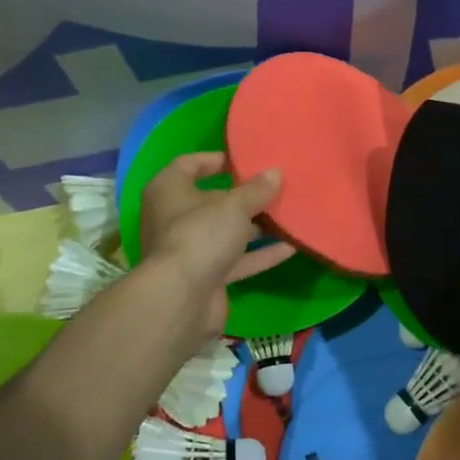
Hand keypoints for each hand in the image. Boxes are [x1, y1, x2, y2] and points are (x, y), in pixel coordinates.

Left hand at [138, 154, 295, 341]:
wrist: (181, 299)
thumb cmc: (201, 235)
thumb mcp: (234, 206)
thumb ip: (257, 190)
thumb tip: (275, 173)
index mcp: (169, 190)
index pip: (189, 165)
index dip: (216, 160)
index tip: (246, 160)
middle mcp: (174, 217)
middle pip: (211, 201)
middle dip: (243, 197)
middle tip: (275, 188)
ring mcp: (190, 249)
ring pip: (226, 232)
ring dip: (255, 227)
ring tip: (288, 215)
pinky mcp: (205, 277)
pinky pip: (236, 260)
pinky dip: (260, 255)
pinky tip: (291, 247)